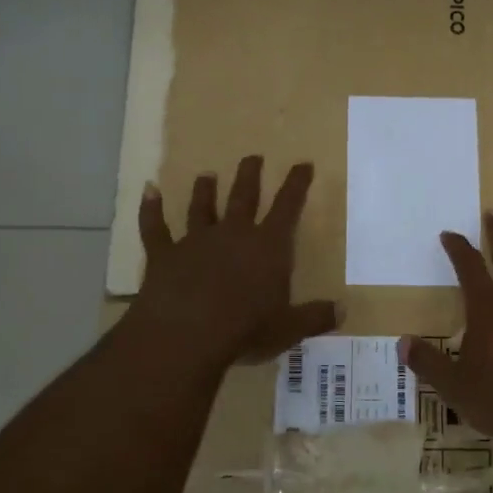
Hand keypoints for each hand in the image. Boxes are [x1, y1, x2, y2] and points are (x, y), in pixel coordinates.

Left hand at [131, 157, 338, 367]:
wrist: (186, 334)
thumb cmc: (245, 329)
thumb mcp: (289, 328)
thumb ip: (316, 317)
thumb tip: (343, 310)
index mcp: (268, 247)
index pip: (288, 207)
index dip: (297, 184)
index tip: (303, 164)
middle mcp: (233, 234)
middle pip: (243, 197)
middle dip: (250, 176)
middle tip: (253, 157)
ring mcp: (195, 242)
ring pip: (201, 208)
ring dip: (205, 191)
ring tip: (207, 174)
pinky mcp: (164, 255)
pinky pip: (155, 227)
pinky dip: (151, 209)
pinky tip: (148, 191)